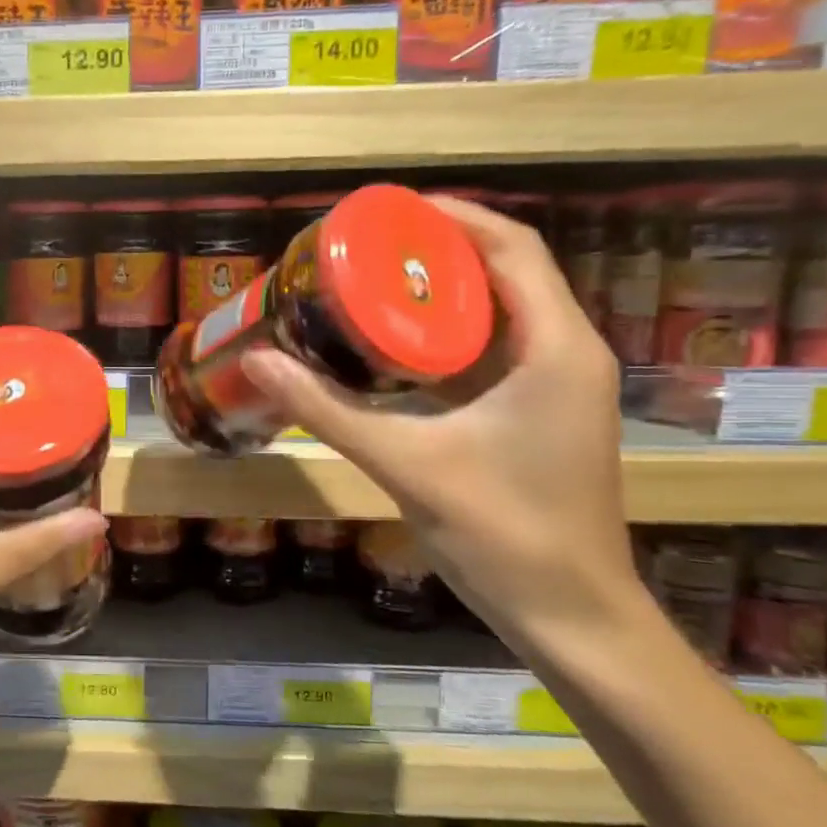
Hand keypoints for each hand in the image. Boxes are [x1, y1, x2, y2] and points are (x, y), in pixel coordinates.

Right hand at [241, 197, 640, 648]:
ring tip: (370, 286)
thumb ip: (328, 410)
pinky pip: (493, 354)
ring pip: (499, 315)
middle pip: (504, 273)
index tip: (384, 211)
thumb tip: (256, 361)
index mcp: (555, 348)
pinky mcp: (540, 416)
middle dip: (435, 253)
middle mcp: (566, 353)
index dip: (450, 217)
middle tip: (362, 250)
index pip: (511, 248)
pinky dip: (447, 340)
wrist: (570, 615)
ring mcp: (557, 387)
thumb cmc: (502, 533)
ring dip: (441, 296)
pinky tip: (393, 350)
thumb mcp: (406, 463)